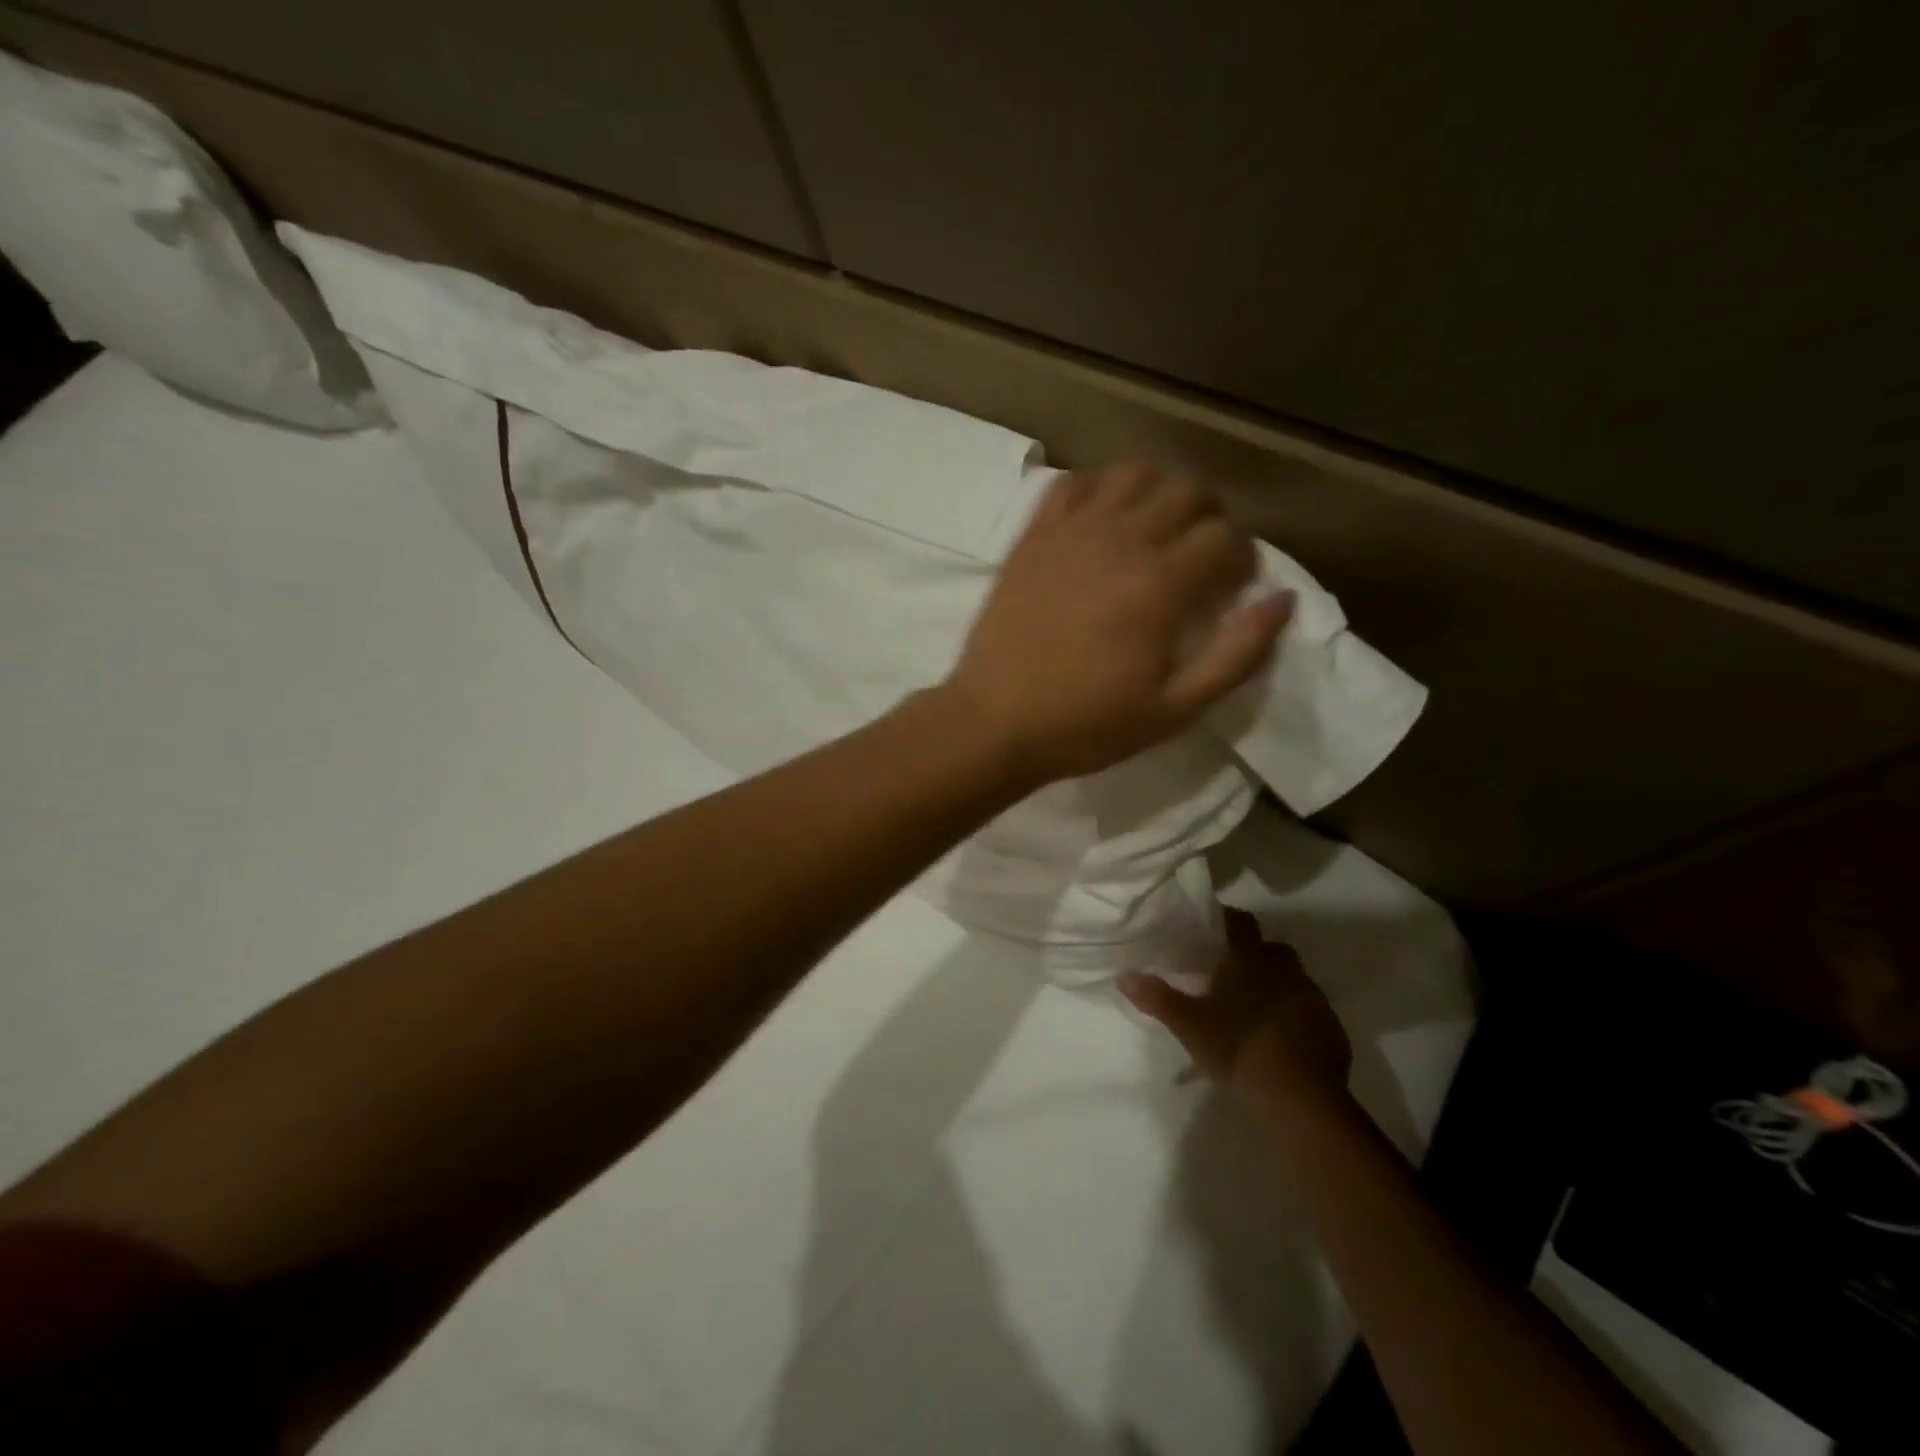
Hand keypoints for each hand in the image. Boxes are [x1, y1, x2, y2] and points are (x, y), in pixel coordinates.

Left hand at [944, 465, 1292, 781]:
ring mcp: (1069, 532)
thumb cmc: (1086, 724)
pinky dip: (1098, 489)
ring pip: (1131, 474)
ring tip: (1156, 529)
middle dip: (1209, 516)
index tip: (1233, 585)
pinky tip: (1101, 520)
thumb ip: (1236, 655)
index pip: (1224, 536)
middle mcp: (1119, 540)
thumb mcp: (1175, 709)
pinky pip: (1072, 484)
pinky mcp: (1032, 537)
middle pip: (1186, 491)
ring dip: (1158, 491)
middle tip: (1202, 554)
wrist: (994, 722)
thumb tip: (1282, 600)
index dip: (1242, 556)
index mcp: (1159, 584)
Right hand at [1121, 910, 1351, 1111]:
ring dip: (1277, 986)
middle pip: (1272, 949)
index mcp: (1249, 961)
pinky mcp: (1332, 1029)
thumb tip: (1123, 974)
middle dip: (1255, 955)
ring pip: (1294, 979)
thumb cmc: (1237, 1048)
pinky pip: (1311, 1011)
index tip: (1212, 927)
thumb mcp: (1188, 1025)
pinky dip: (1296, 1016)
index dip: (1227, 919)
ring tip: (1254, 1009)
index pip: (1240, 922)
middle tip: (1232, 974)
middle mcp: (1285, 971)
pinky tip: (1280, 1038)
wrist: (1298, 1098)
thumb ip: (1156, 997)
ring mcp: (1313, 999)